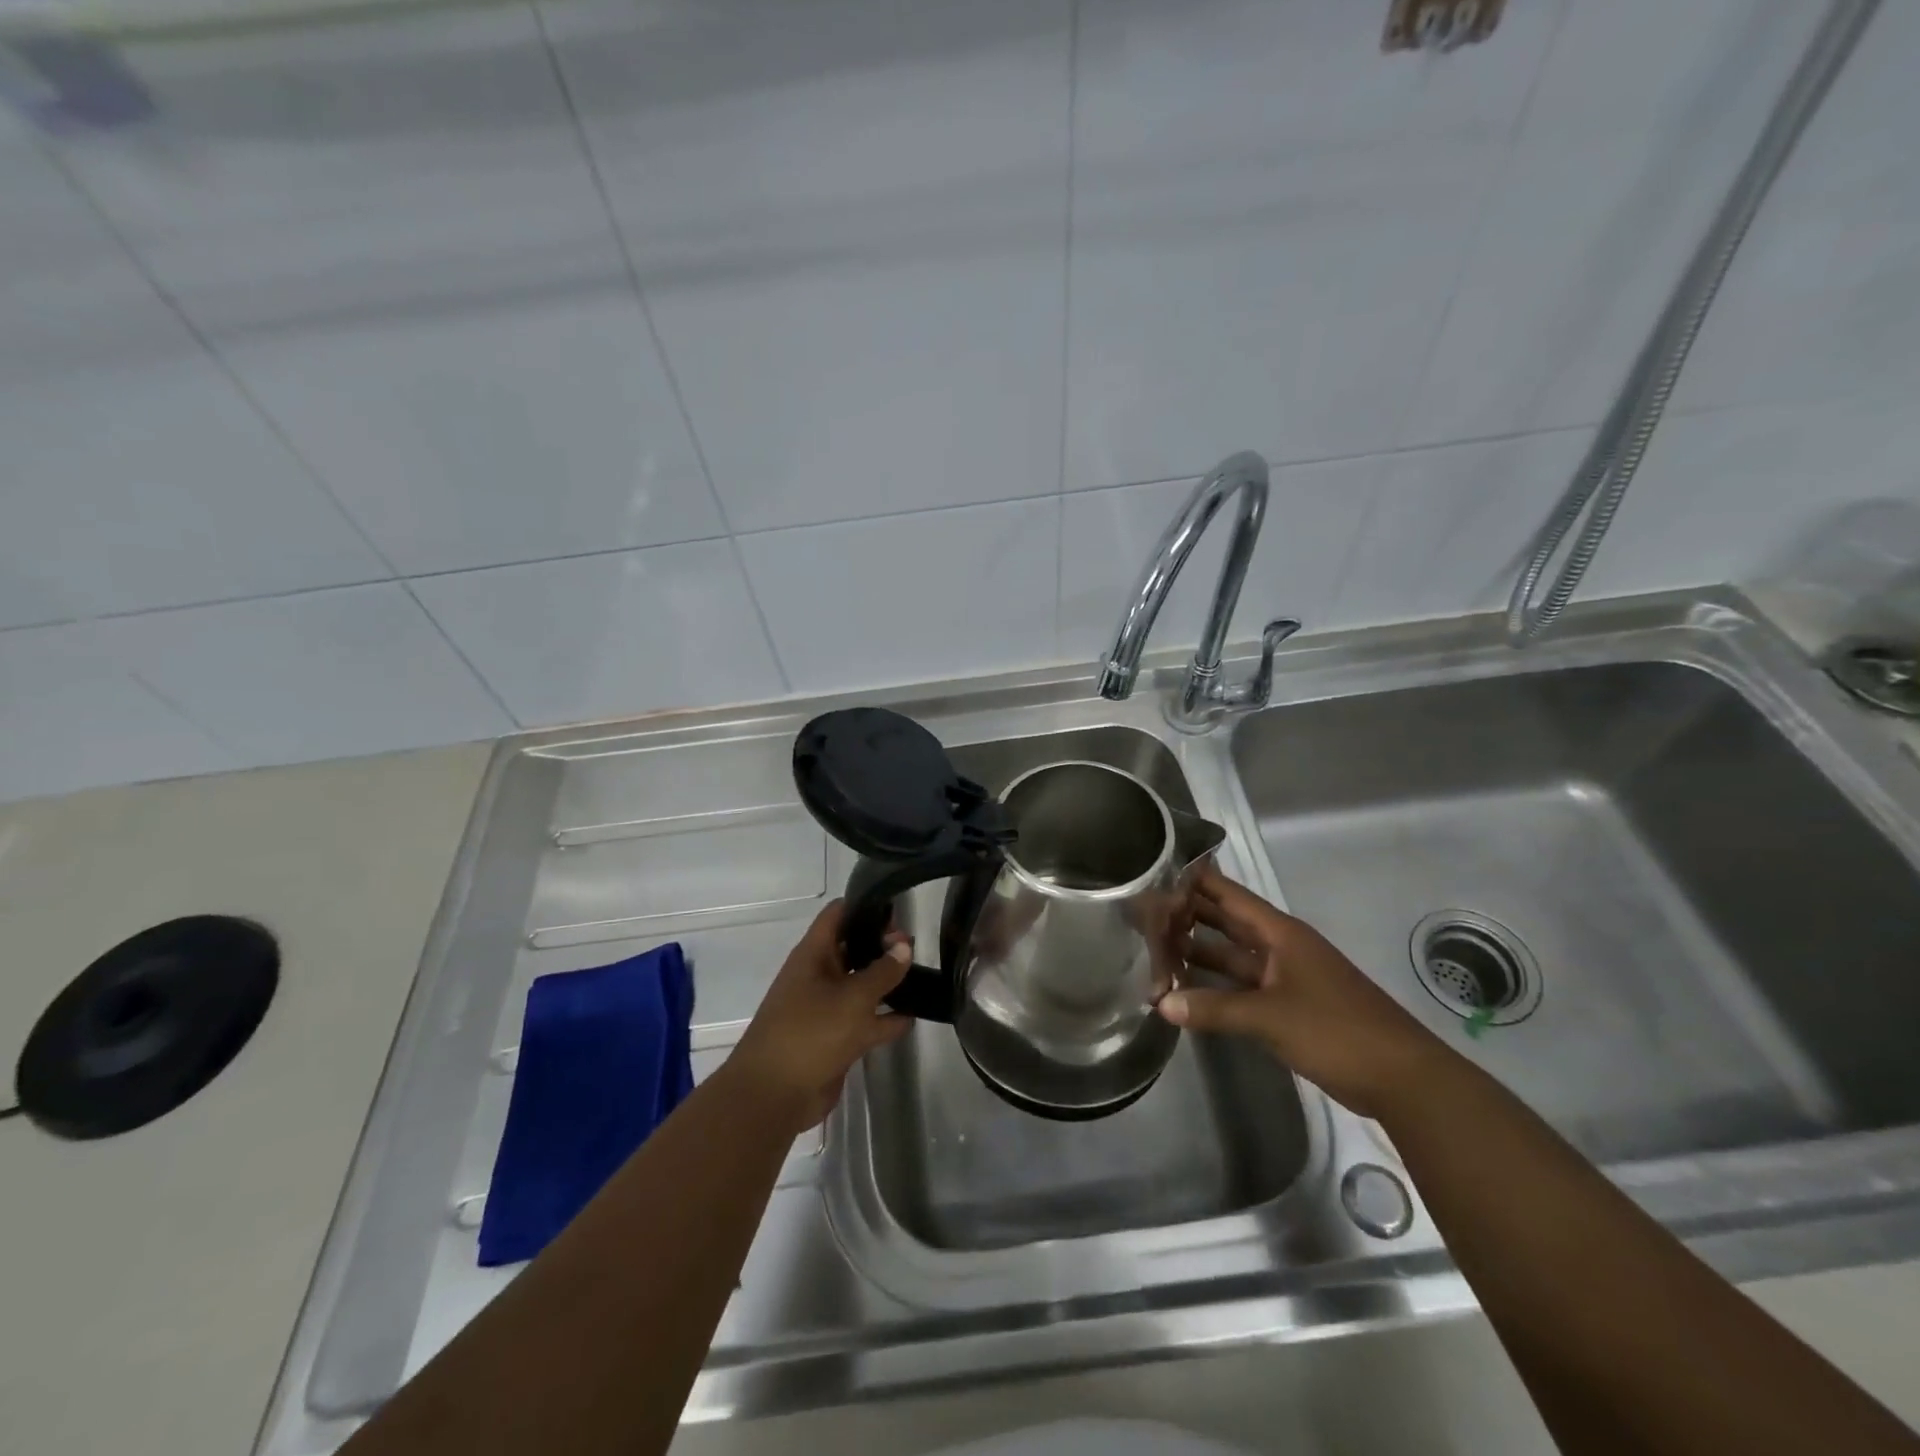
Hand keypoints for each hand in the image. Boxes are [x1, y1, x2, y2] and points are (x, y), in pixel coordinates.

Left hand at [726, 900, 913, 1133]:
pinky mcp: (834, 1039)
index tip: (897, 908)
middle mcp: (818, 976)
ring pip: (860, 986)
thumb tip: (903, 944)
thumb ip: (883, 971)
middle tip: (915, 944)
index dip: (865, 905)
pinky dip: (885, 1018)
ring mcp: (825, 1009)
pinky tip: (912, 1016)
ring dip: (885, 982)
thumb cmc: (810, 1032)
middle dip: (881, 945)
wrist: (774, 1095)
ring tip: (921, 975)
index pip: (838, 915)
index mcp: (813, 955)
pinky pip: (864, 1021)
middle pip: (852, 949)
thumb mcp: (853, 997)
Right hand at [1156, 864, 1453, 1117]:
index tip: (1157, 872)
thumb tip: (1160, 1004)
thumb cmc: (1336, 1030)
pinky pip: (1243, 987)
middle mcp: (1280, 947)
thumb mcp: (1269, 1016)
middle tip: (1144, 911)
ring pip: (1233, 956)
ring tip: (1154, 949)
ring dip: (1199, 953)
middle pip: (1227, 923)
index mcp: (1281, 934)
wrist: (1402, 1078)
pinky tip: (1187, 990)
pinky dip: (1217, 986)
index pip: (1229, 895)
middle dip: (1189, 916)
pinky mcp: (1289, 1007)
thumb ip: (1213, 1008)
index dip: (1196, 881)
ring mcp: (1286, 977)